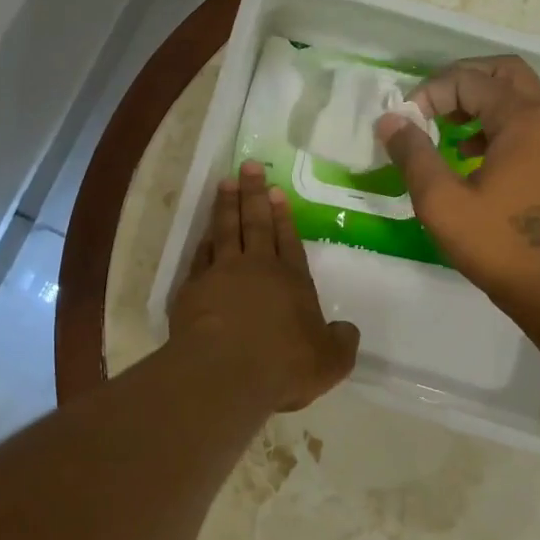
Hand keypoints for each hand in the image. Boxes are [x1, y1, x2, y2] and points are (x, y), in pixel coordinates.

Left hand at [170, 161, 360, 411]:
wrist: (224, 372)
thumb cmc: (282, 365)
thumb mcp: (329, 362)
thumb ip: (341, 343)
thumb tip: (347, 331)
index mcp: (292, 281)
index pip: (288, 240)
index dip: (283, 216)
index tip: (276, 190)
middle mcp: (257, 269)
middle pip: (256, 223)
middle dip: (253, 193)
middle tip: (248, 166)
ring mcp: (221, 274)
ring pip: (225, 230)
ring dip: (226, 205)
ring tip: (225, 183)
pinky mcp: (193, 288)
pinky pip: (200, 255)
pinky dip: (203, 240)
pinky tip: (204, 232)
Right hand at [375, 56, 539, 320]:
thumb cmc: (497, 244)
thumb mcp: (441, 202)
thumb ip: (413, 155)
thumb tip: (390, 120)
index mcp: (523, 120)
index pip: (470, 80)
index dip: (430, 92)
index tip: (404, 123)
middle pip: (503, 73)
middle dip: (460, 82)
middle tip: (427, 107)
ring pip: (515, 97)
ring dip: (477, 102)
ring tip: (442, 129)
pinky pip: (523, 124)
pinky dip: (492, 125)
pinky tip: (467, 156)